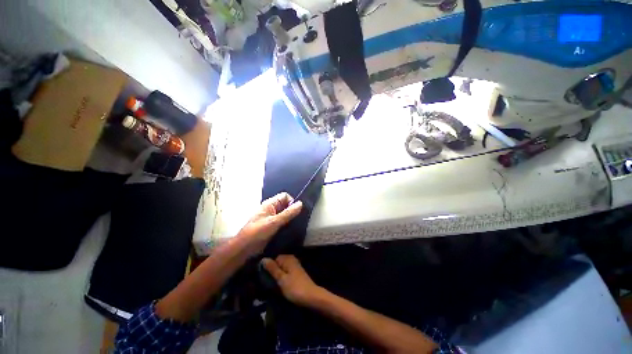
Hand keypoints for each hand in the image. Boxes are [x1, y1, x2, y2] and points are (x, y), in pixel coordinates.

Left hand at [238, 192, 302, 254]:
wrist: (244, 249)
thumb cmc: (257, 232)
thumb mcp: (274, 222)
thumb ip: (288, 213)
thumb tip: (301, 203)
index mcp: (270, 204)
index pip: (285, 196)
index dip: (292, 201)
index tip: (297, 211)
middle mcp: (271, 209)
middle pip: (286, 205)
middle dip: (293, 211)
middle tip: (299, 219)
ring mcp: (272, 219)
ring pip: (285, 215)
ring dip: (291, 219)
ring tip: (297, 225)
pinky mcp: (272, 227)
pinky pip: (283, 223)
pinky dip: (288, 225)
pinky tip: (292, 230)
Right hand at [262, 255, 323, 306]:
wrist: (311, 296)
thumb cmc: (295, 288)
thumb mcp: (281, 279)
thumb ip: (273, 269)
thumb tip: (263, 259)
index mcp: (288, 258)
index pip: (275, 258)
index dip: (270, 266)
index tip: (265, 276)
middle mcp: (292, 259)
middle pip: (279, 263)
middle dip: (274, 271)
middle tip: (269, 281)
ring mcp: (295, 266)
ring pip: (283, 268)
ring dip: (278, 275)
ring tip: (274, 284)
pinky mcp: (297, 273)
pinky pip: (287, 272)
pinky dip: (283, 277)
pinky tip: (281, 284)